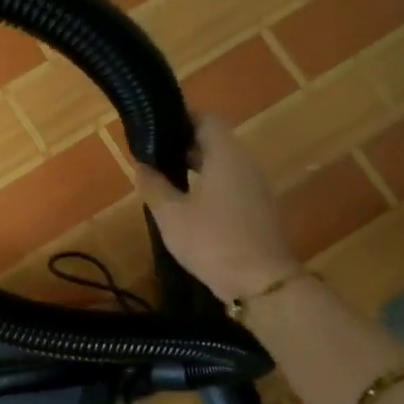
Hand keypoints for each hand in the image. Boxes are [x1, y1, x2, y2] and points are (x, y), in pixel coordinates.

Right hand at [134, 114, 299, 302]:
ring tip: (166, 178)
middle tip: (154, 155)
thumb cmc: (213, 242)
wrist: (262, 284)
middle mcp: (246, 163)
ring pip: (224, 163)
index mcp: (226, 155)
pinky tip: (188, 203)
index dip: (180, 120)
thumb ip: (154, 186)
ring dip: (197, 165)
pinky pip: (232, 183)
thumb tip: (141, 165)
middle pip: (215, 140)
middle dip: (184, 144)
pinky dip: (210, 184)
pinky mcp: (259, 208)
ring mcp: (256, 187)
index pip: (205, 120)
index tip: (155, 130)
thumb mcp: (172, 215)